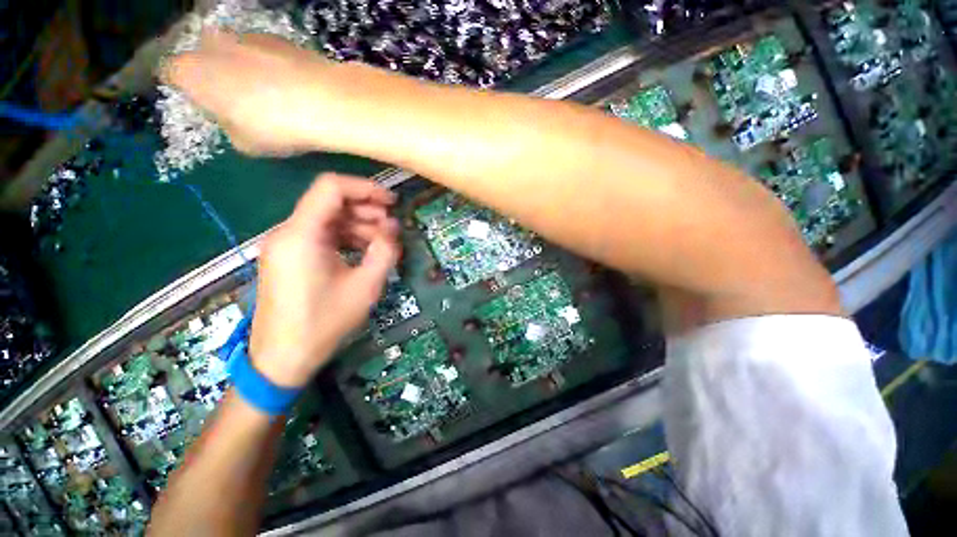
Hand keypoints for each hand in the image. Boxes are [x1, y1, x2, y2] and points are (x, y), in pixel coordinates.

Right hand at [162, 29, 339, 155]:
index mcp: (191, 72)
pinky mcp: (281, 36)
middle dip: (214, 71)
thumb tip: (234, 118)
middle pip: (203, 54)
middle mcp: (212, 43)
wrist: (324, 101)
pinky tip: (292, 84)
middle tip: (236, 97)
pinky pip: (266, 50)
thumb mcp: (244, 143)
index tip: (201, 101)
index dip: (183, 87)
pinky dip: (273, 64)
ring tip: (270, 91)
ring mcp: (247, 35)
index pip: (170, 73)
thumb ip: (229, 127)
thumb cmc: (275, 128)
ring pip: (235, 48)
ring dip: (245, 65)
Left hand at [249, 174, 400, 386]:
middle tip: (392, 226)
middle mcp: (288, 232)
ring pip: (327, 218)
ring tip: (383, 242)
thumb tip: (393, 226)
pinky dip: (345, 237)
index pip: (331, 187)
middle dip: (366, 209)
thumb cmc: (324, 323)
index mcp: (302, 235)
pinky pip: (321, 235)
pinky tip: (364, 251)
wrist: (282, 358)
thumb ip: (384, 251)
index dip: (365, 188)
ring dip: (358, 225)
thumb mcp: (365, 287)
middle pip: (330, 202)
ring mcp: (286, 244)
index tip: (391, 202)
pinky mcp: (289, 256)